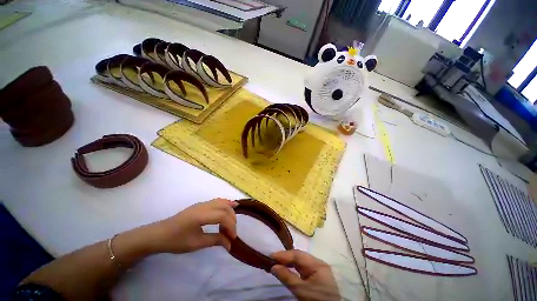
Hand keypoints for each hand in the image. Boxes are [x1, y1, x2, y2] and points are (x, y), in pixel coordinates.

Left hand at [147, 198, 237, 253]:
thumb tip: (230, 244)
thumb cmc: (176, 241)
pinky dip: (226, 204)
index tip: (232, 238)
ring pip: (222, 202)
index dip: (231, 226)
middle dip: (232, 218)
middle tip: (232, 232)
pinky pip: (217, 201)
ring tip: (234, 221)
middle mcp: (204, 206)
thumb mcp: (196, 244)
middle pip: (224, 207)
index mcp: (201, 215)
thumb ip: (215, 240)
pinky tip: (230, 206)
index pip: (222, 216)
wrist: (159, 234)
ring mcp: (202, 203)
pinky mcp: (201, 205)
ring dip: (230, 210)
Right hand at [270, 250, 339, 300]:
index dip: (284, 254)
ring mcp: (318, 270)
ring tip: (277, 263)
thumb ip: (287, 277)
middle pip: (300, 256)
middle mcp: (318, 263)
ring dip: (289, 262)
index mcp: (317, 263)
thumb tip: (273, 267)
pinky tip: (287, 269)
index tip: (271, 256)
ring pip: (301, 262)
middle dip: (286, 257)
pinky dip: (294, 268)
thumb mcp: (302, 290)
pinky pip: (303, 269)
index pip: (298, 254)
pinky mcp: (317, 277)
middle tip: (272, 260)